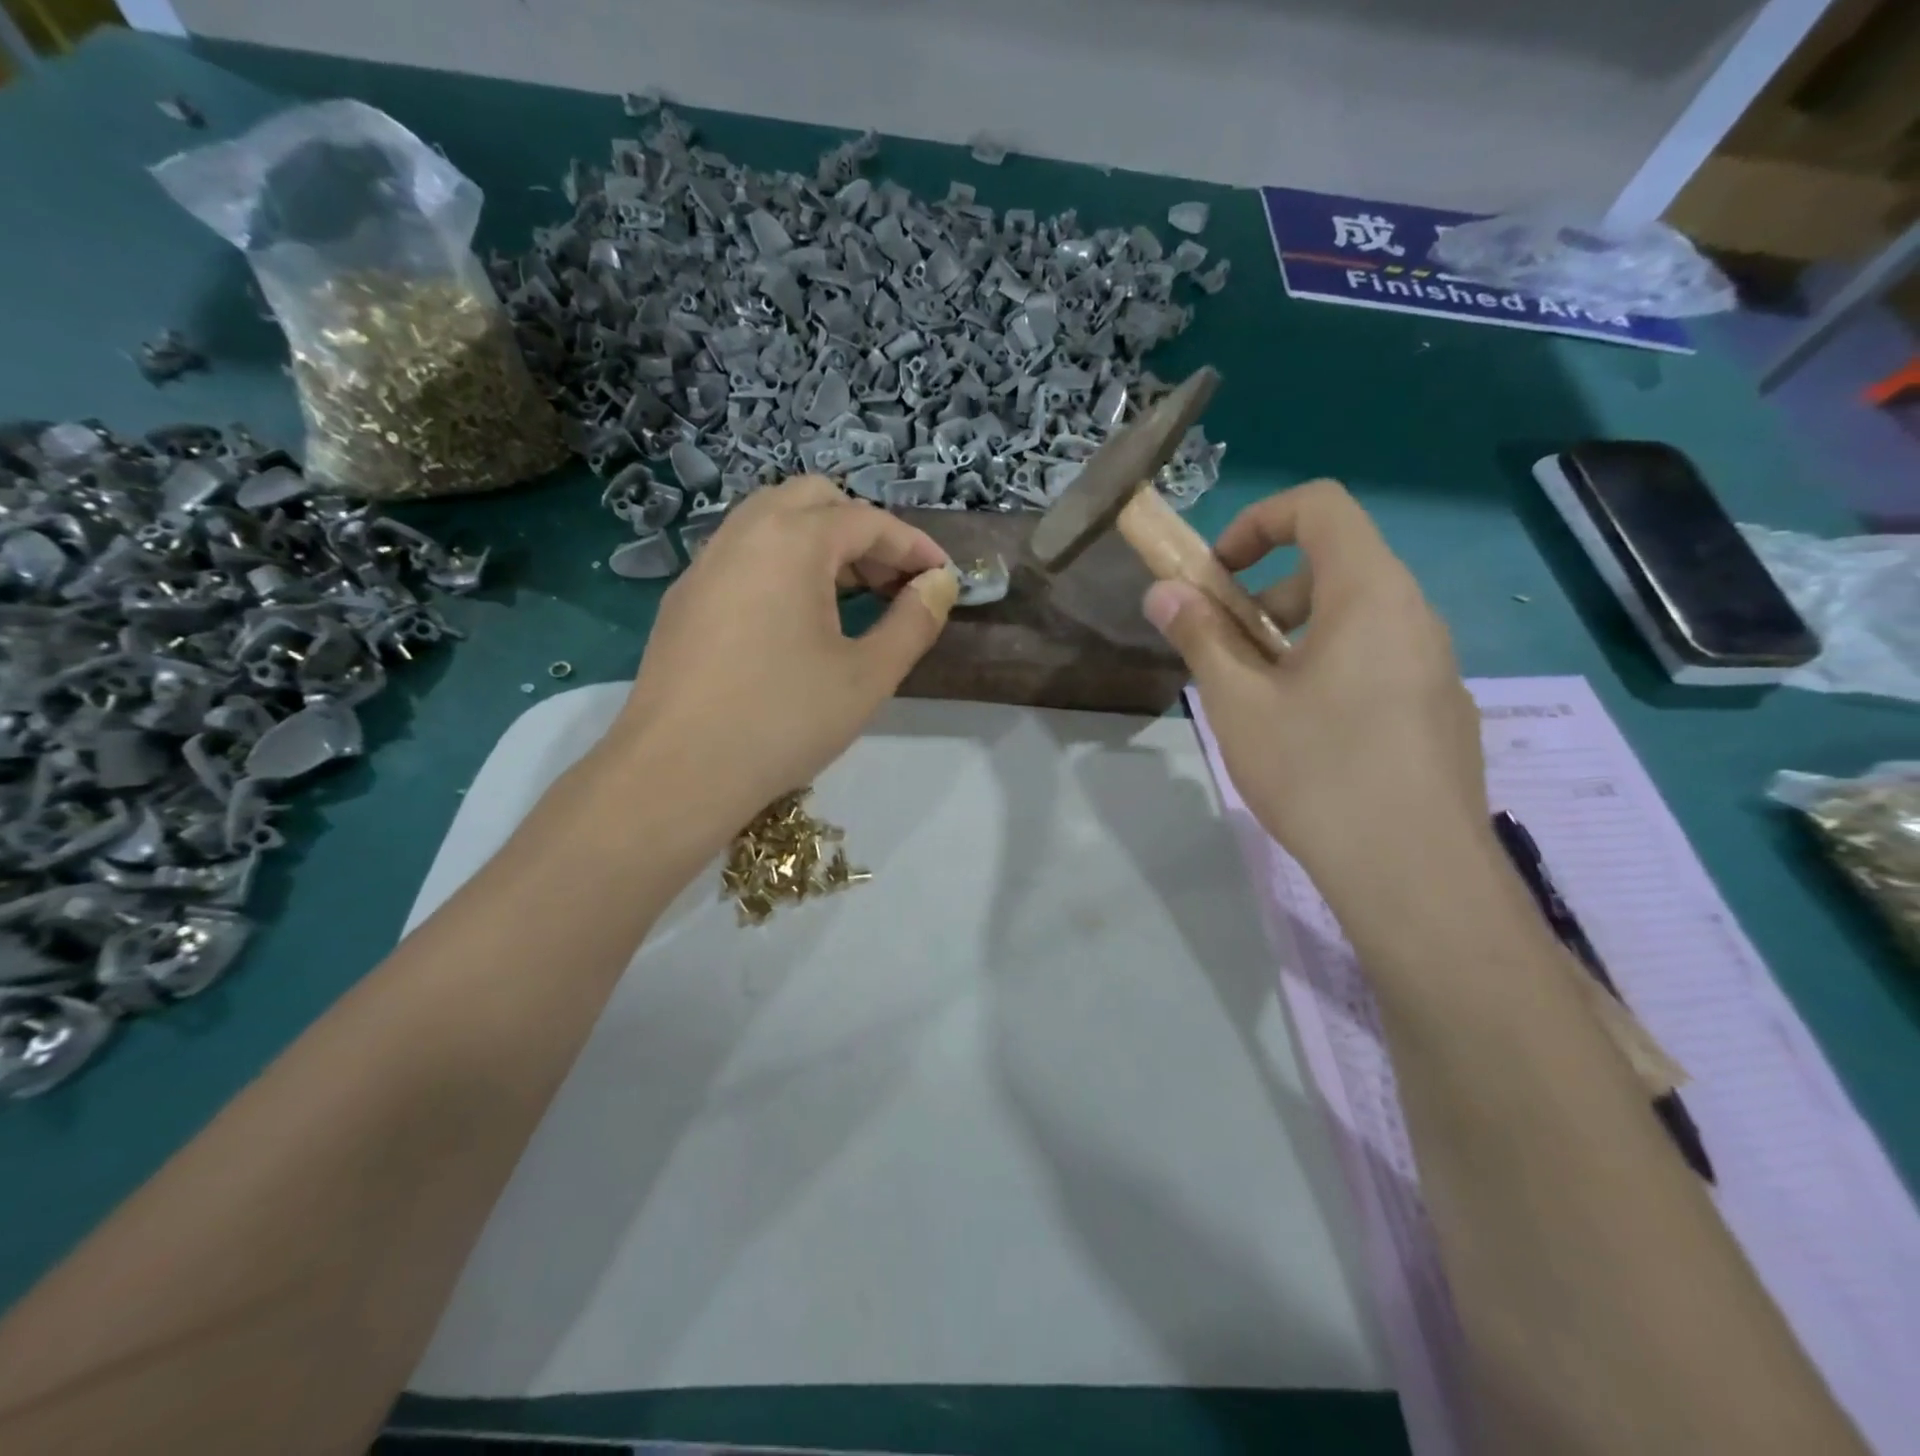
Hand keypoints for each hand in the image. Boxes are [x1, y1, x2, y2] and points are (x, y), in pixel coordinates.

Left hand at [611, 476, 957, 833]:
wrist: (676, 772)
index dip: (913, 546)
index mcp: (791, 542)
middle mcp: (743, 534)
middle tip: (892, 582)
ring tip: (851, 596)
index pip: (867, 521)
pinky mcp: (684, 598)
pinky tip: (796, 617)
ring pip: (771, 522)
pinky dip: (782, 563)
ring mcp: (705, 564)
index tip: (943, 578)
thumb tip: (938, 585)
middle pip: (813, 501)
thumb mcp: (867, 676)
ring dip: (820, 543)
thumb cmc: (783, 721)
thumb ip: (913, 622)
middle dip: (863, 531)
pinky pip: (743, 554)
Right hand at [1145, 480, 1488, 893]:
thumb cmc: (1317, 771)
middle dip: (1268, 590)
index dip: (1257, 522)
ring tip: (1261, 700)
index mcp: (1370, 592)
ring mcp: (1437, 665)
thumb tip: (1163, 592)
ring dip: (1297, 635)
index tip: (1217, 575)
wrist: (1414, 873)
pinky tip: (1311, 738)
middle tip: (1230, 649)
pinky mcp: (1442, 710)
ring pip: (1358, 618)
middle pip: (1337, 563)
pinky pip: (1380, 660)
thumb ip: (1200, 635)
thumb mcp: (1238, 701)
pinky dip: (1332, 668)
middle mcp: (1416, 614)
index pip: (1320, 505)